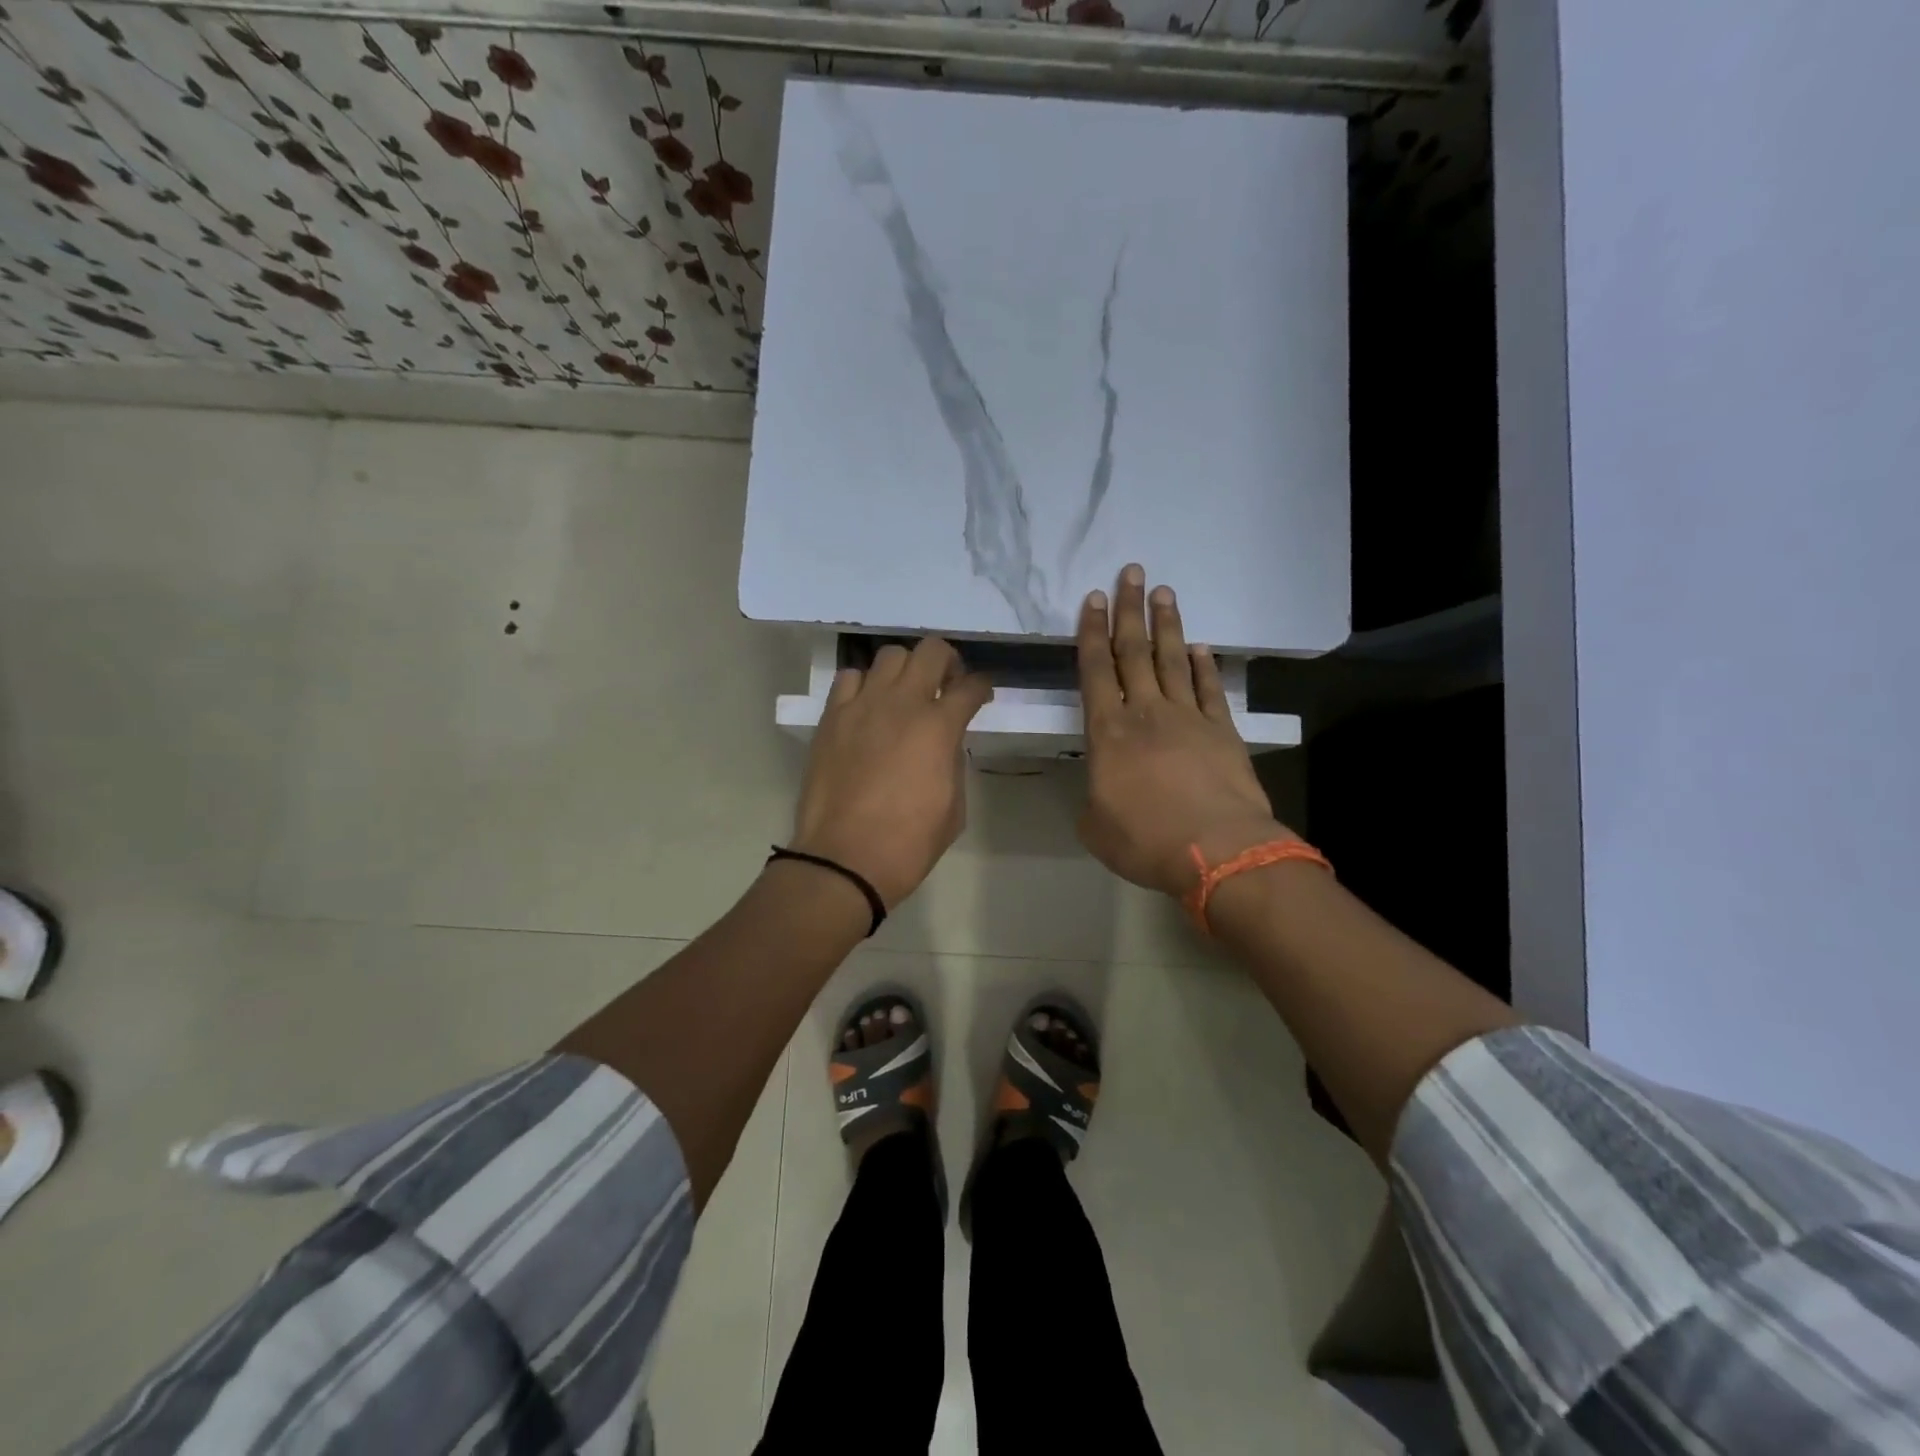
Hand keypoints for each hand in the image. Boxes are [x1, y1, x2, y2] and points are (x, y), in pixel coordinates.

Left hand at [790, 637, 993, 908]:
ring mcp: (862, 705)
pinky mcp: (831, 717)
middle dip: (947, 662)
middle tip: (946, 686)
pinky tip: (868, 708)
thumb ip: (953, 763)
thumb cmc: (908, 843)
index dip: (982, 687)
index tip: (981, 695)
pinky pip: (850, 679)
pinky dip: (865, 685)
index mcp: (939, 727)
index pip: (971, 686)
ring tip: (904, 694)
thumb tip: (945, 744)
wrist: (844, 859)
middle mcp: (902, 703)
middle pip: (932, 651)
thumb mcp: (953, 807)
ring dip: (905, 670)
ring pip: (890, 656)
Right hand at [1076, 565, 1296, 897]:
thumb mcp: (1096, 826)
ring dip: (1166, 625)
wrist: (1218, 850)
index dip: (1092, 632)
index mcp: (1108, 732)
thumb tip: (1102, 789)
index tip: (1093, 599)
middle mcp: (1147, 713)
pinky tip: (1200, 647)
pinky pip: (1209, 689)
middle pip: (1134, 651)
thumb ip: (1093, 798)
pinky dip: (1204, 666)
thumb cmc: (1146, 840)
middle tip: (1131, 573)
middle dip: (1129, 611)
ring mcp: (1188, 718)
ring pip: (1172, 660)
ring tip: (1163, 592)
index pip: (1096, 670)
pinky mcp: (1222, 731)